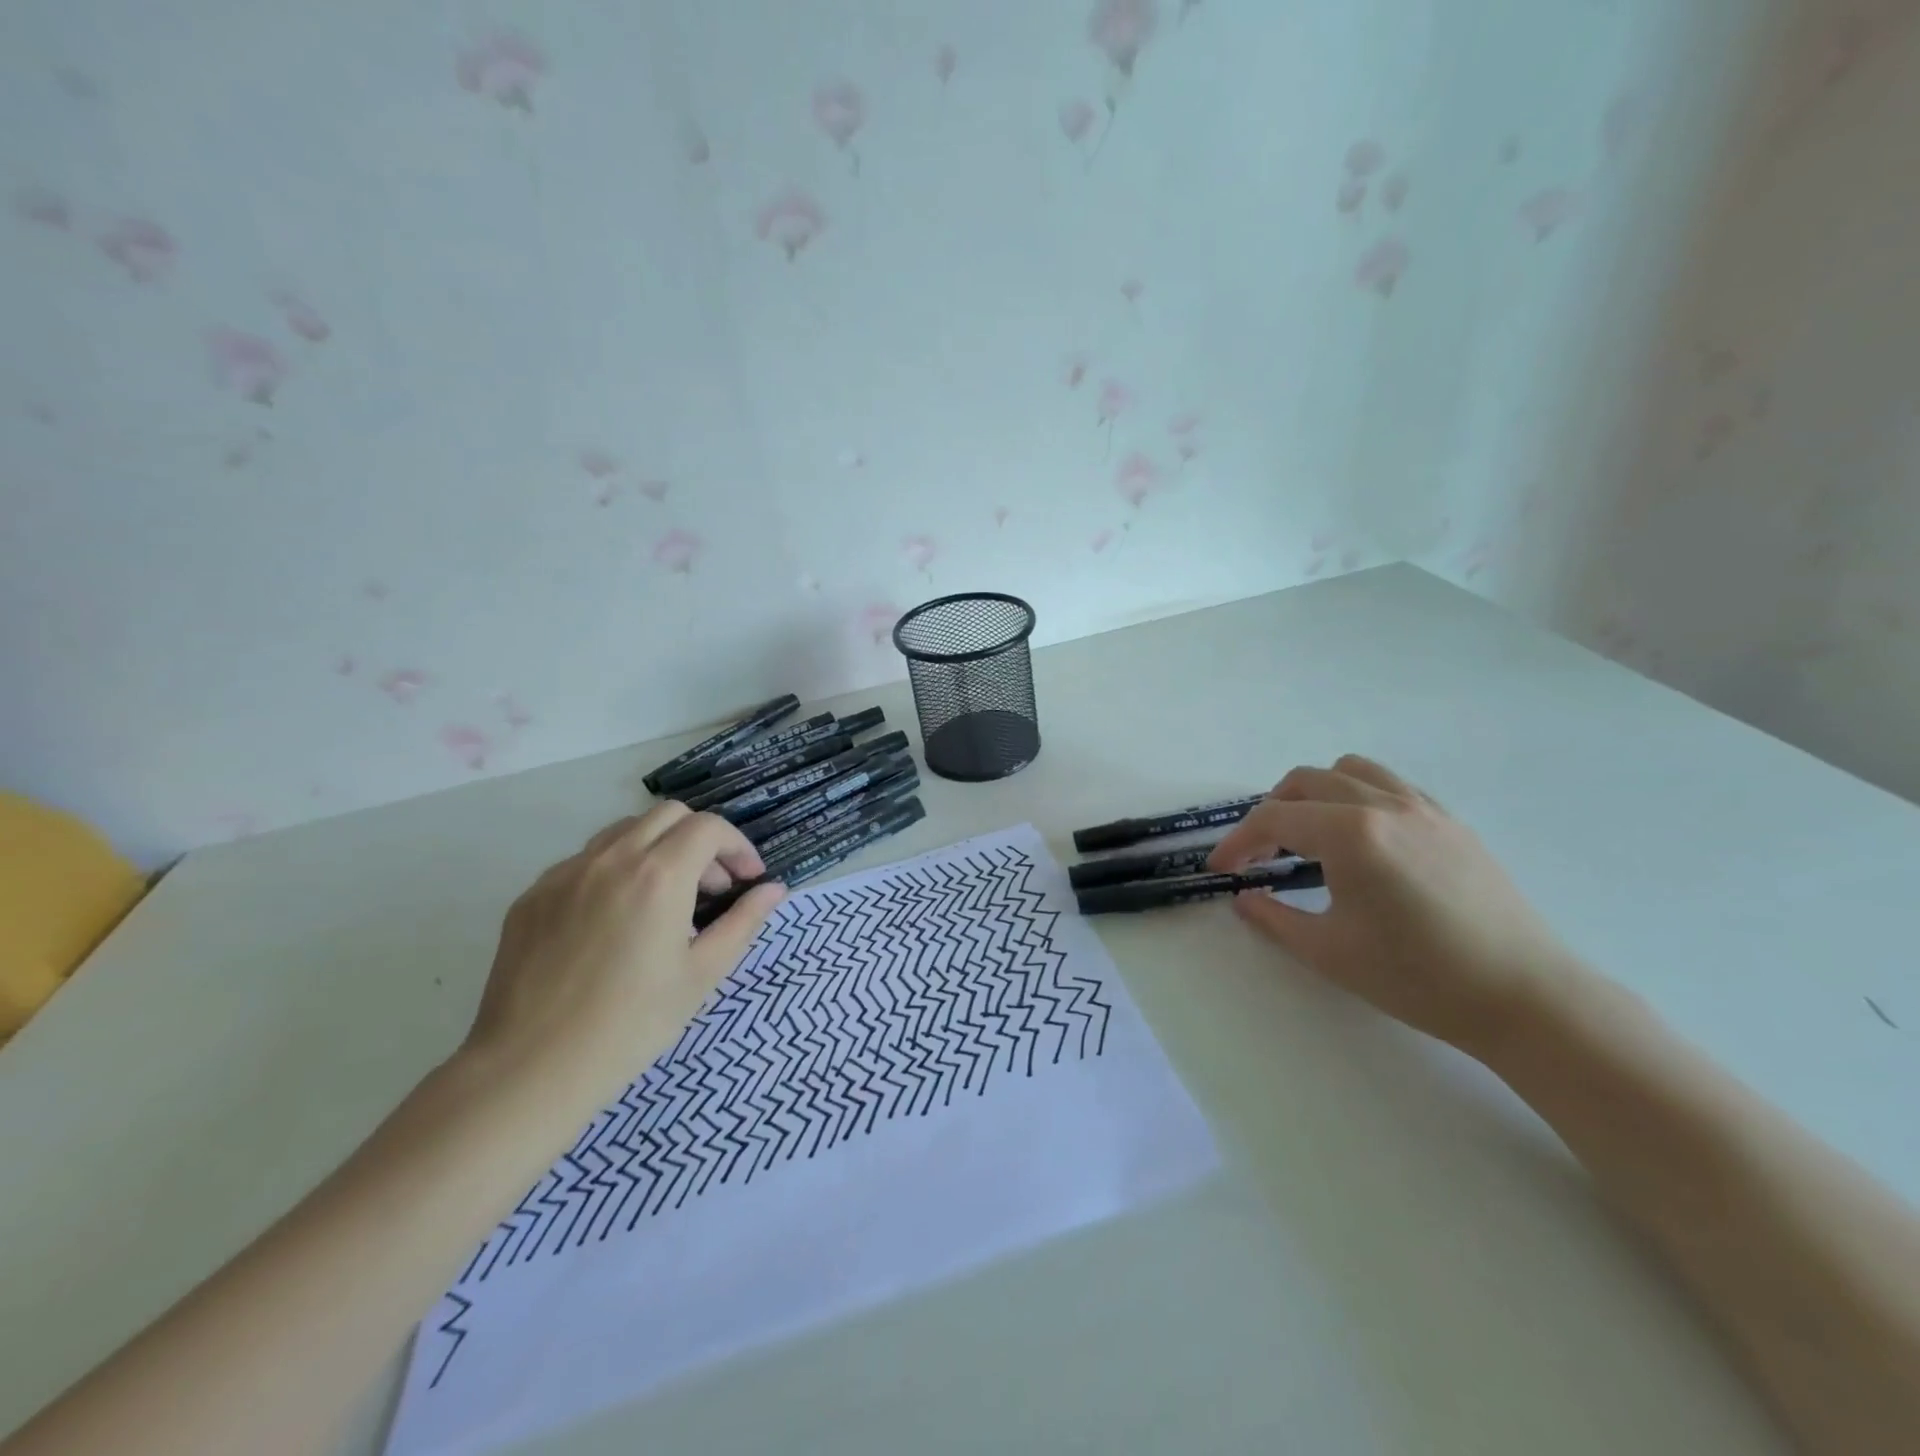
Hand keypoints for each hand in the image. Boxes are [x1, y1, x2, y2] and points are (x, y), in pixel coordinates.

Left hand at [461, 803, 785, 1105]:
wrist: (530, 1069)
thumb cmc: (631, 1025)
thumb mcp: (702, 975)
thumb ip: (743, 922)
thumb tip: (774, 890)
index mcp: (658, 875)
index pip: (709, 828)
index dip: (737, 846)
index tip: (748, 879)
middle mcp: (611, 859)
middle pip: (668, 815)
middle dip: (701, 840)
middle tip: (712, 888)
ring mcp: (565, 874)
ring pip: (623, 832)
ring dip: (658, 849)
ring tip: (665, 900)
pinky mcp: (532, 895)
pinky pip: (585, 862)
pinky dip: (616, 871)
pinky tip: (616, 921)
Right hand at [1208, 755, 1582, 1055]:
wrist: (1524, 997)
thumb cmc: (1417, 977)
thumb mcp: (1329, 952)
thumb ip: (1273, 918)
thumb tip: (1243, 898)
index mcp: (1350, 833)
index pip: (1274, 819)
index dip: (1238, 842)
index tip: (1221, 869)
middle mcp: (1383, 805)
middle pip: (1305, 782)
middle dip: (1271, 813)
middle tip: (1261, 855)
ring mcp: (1423, 808)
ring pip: (1349, 770)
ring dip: (1314, 793)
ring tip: (1308, 835)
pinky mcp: (1450, 822)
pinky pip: (1390, 785)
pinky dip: (1357, 796)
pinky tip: (1361, 839)